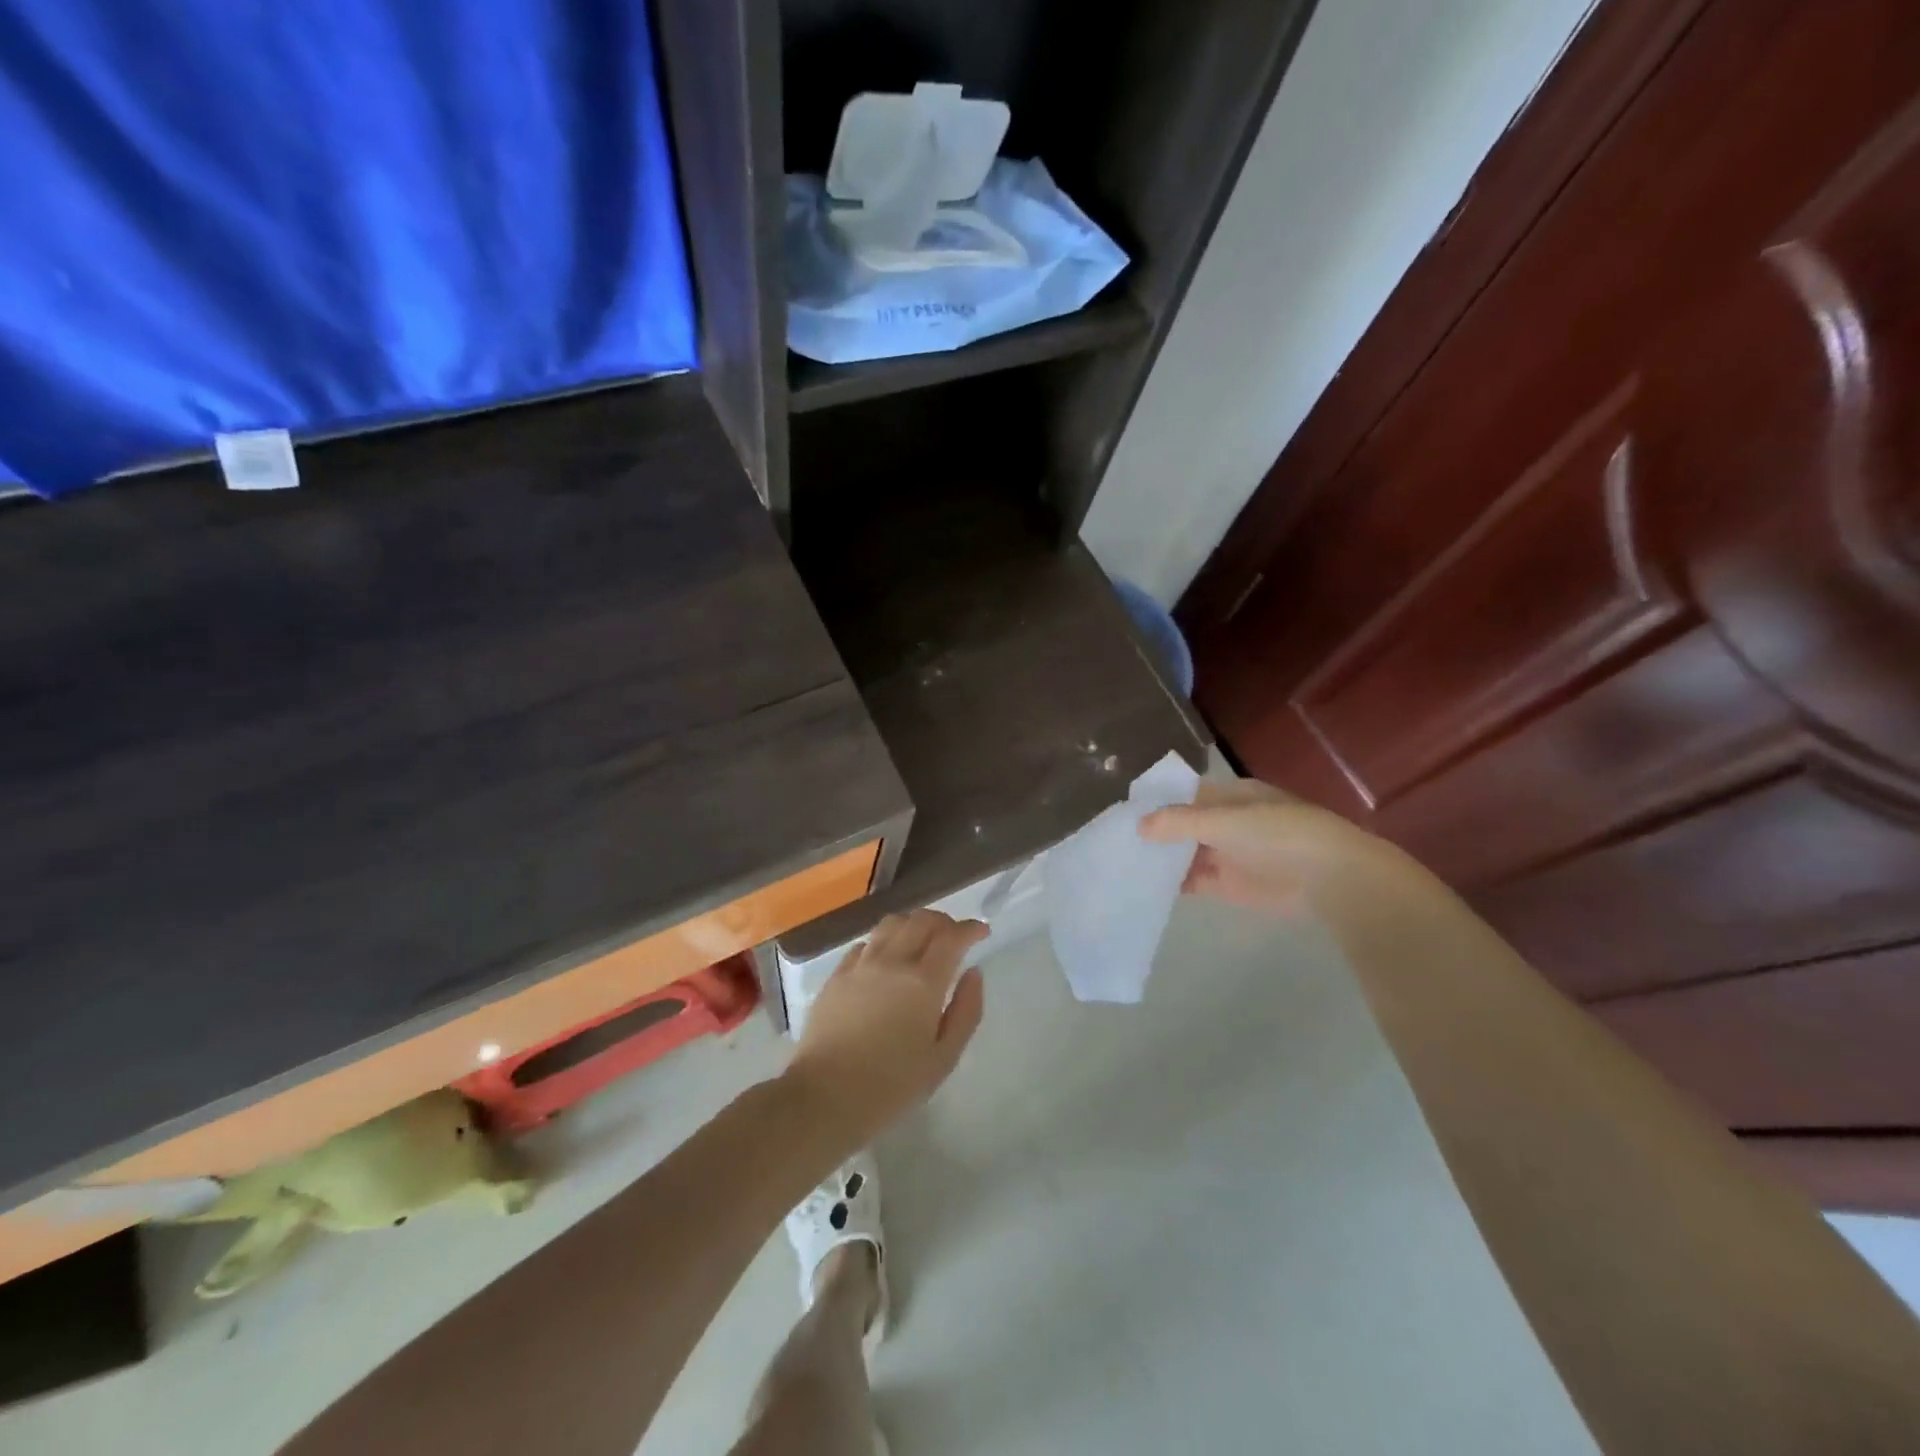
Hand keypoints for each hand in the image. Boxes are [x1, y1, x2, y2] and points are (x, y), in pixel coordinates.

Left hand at [784, 910, 988, 1149]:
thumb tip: (973, 973)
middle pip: (922, 920)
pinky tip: (886, 960)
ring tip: (921, 941)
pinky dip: (884, 942)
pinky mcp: (836, 976)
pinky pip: (865, 944)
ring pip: (892, 924)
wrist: (824, 1097)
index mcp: (923, 982)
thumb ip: (966, 1011)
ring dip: (913, 924)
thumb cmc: (891, 1087)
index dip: (971, 928)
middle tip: (955, 937)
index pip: (952, 937)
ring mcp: (860, 965)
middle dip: (944, 922)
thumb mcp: (943, 1059)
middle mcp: (892, 961)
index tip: (981, 932)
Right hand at [1138, 777, 1385, 913]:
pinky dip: (1172, 883)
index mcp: (1229, 796)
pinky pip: (1193, 881)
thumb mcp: (1224, 820)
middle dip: (1154, 832)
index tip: (1122, 811)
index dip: (1156, 801)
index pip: (1184, 794)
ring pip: (1184, 854)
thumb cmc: (1278, 834)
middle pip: (1181, 825)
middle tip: (1113, 840)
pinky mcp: (1228, 885)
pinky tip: (1145, 886)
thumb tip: (1139, 825)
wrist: (1328, 878)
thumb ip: (1179, 822)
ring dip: (1160, 859)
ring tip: (1120, 864)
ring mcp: (1226, 853)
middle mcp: (1225, 822)